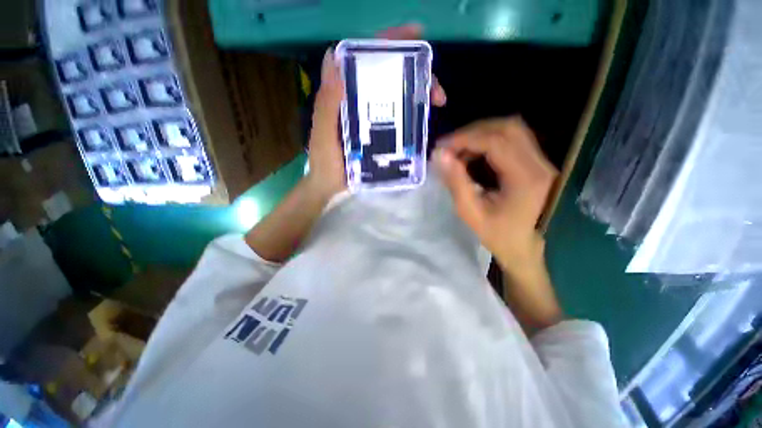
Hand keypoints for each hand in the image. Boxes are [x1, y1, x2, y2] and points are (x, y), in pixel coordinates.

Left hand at [305, 24, 445, 201]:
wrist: (331, 188)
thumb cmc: (325, 163)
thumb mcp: (324, 134)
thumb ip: (327, 103)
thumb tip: (334, 57)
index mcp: (344, 95)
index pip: (365, 57)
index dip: (388, 42)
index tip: (415, 37)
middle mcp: (359, 100)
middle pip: (389, 75)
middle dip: (415, 73)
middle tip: (436, 89)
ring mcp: (371, 118)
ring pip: (397, 95)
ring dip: (419, 93)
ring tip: (437, 101)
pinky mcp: (379, 134)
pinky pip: (399, 117)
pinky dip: (413, 113)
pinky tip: (424, 117)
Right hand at [434, 118, 560, 332]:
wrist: (529, 249)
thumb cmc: (500, 236)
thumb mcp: (471, 213)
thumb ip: (456, 182)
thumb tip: (440, 155)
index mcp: (525, 178)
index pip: (495, 141)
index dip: (465, 138)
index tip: (441, 147)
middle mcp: (539, 164)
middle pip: (507, 127)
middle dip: (473, 132)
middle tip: (450, 146)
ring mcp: (542, 162)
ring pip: (511, 130)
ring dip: (481, 134)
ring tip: (459, 150)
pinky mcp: (537, 163)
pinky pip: (513, 140)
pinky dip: (489, 141)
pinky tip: (474, 155)